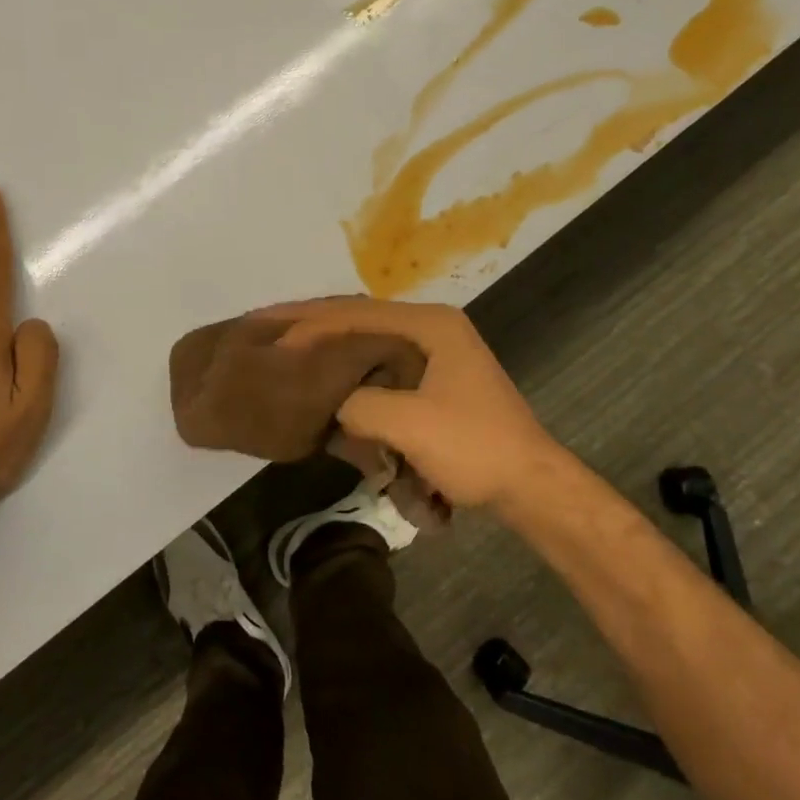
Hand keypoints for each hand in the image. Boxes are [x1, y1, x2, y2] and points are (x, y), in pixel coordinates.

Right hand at [263, 297, 571, 508]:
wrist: (531, 486)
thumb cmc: (474, 446)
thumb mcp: (408, 424)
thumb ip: (357, 404)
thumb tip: (333, 405)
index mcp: (430, 324)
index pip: (355, 313)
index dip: (310, 322)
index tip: (270, 333)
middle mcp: (432, 327)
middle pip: (360, 318)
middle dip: (315, 323)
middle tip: (268, 326)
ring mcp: (435, 353)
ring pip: (368, 341)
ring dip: (332, 346)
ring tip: (289, 345)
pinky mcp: (434, 380)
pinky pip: (381, 366)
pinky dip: (352, 371)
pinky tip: (325, 378)